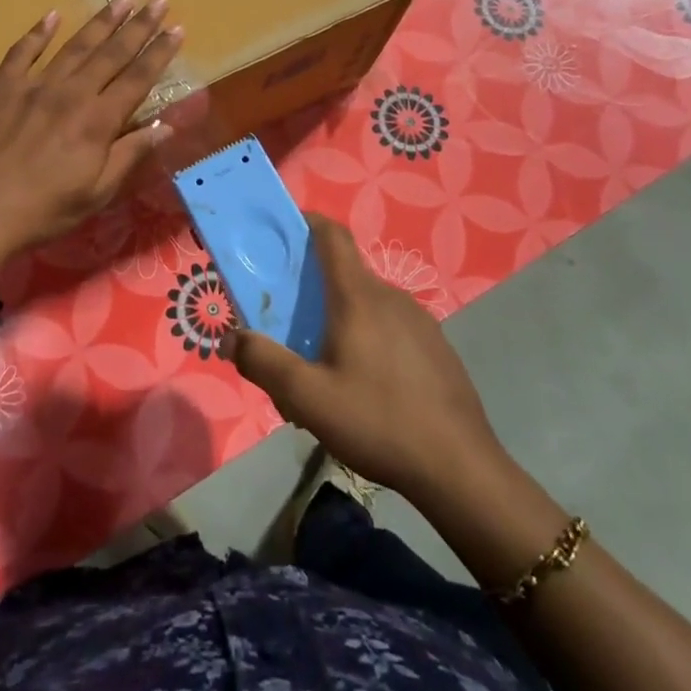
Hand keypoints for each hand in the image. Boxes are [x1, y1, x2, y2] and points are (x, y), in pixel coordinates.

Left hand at [0, 0, 183, 260]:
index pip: (138, 78)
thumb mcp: (95, 194)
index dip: (160, 53)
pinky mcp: (1, 87)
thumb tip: (166, 127)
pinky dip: (38, 33)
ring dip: (101, 22)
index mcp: (97, 121)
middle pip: (112, 53)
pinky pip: (23, 52)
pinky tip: (51, 16)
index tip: (177, 29)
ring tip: (121, 0)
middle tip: (158, 1)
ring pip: (75, 46)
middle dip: (139, 26)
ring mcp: (33, 86)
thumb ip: (129, 155)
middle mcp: (71, 93)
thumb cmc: (40, 212)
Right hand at [228, 215, 502, 502]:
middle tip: (290, 320)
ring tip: (325, 361)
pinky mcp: (436, 347)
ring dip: (341, 316)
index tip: (283, 230)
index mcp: (358, 296)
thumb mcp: (307, 398)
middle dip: (314, 286)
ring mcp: (420, 321)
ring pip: (369, 303)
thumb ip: (263, 363)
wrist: (460, 468)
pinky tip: (366, 384)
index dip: (307, 222)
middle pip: (345, 273)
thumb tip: (229, 338)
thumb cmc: (378, 421)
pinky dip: (369, 336)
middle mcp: (391, 296)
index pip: (332, 235)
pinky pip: (391, 326)